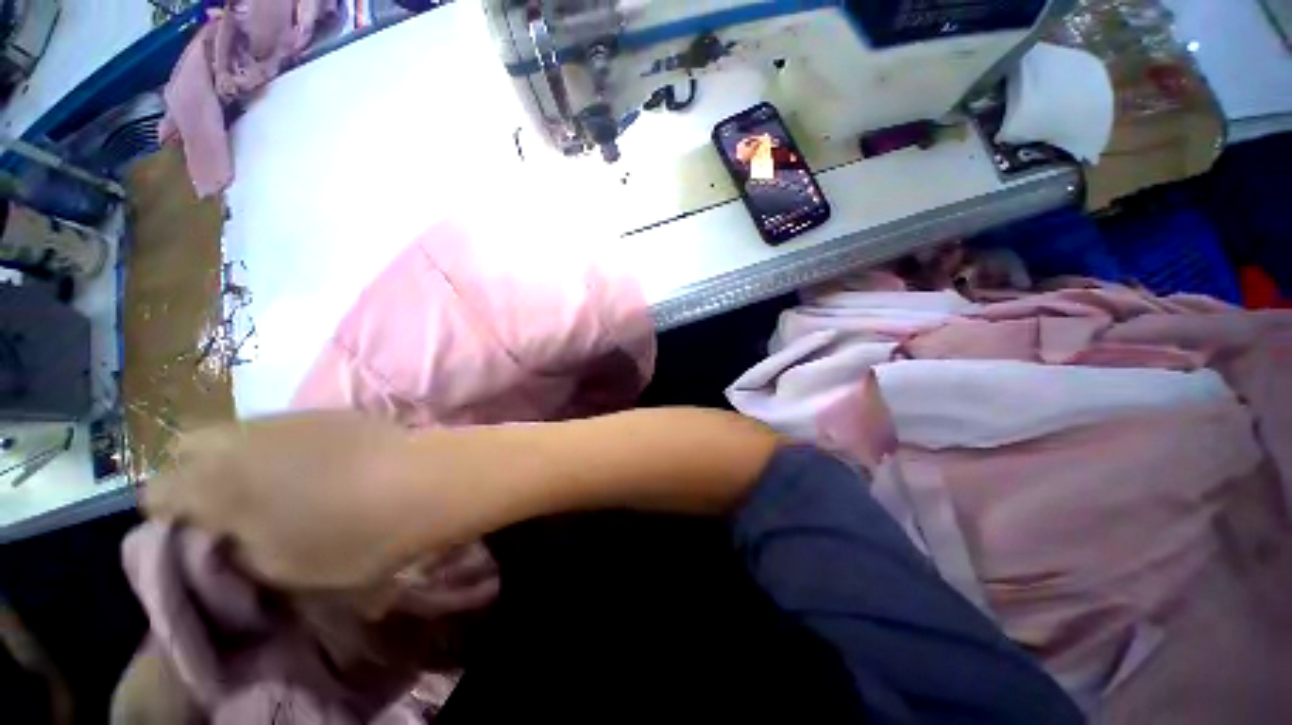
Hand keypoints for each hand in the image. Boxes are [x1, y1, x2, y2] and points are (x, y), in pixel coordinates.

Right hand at [144, 412, 438, 590]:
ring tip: (271, 488)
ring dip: (236, 458)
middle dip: (193, 477)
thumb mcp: (279, 568)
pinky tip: (312, 466)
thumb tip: (220, 537)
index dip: (165, 517)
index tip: (192, 537)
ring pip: (233, 432)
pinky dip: (275, 446)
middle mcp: (238, 437)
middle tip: (226, 510)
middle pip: (188, 448)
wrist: (425, 479)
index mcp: (212, 481)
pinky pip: (278, 426)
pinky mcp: (327, 410)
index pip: (155, 491)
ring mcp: (286, 417)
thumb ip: (234, 551)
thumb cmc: (351, 535)